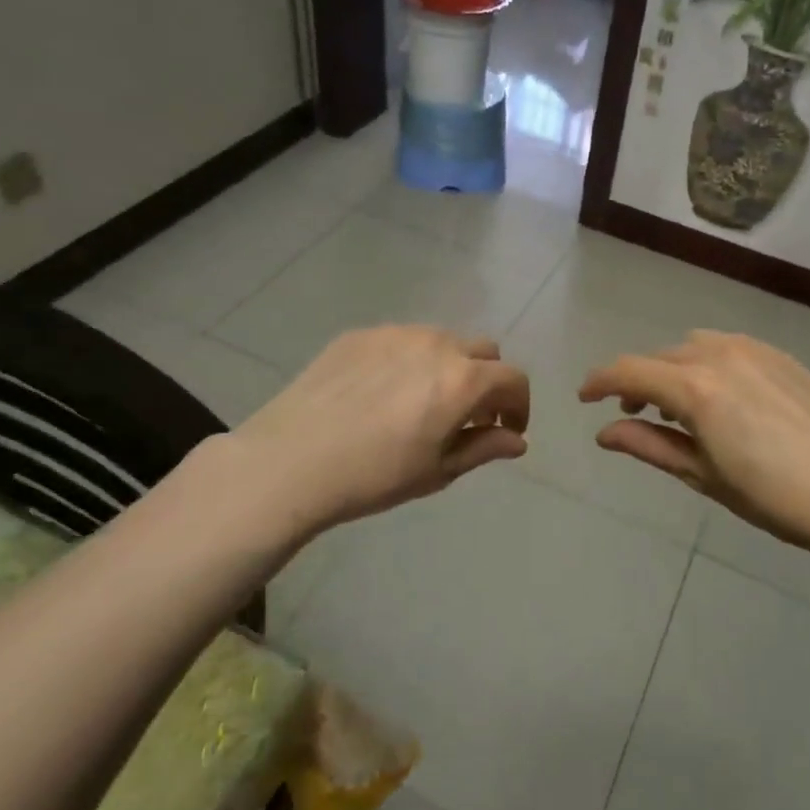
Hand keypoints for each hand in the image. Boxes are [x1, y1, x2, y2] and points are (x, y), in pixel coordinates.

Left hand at [230, 326, 529, 538]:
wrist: (289, 461)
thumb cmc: (374, 476)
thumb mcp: (437, 471)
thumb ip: (484, 448)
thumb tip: (517, 441)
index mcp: (463, 380)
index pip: (513, 379)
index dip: (519, 406)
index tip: (507, 431)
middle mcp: (437, 344)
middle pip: (484, 351)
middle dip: (487, 381)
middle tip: (467, 416)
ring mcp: (396, 333)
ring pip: (442, 340)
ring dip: (449, 366)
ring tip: (422, 402)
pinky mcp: (360, 334)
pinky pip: (401, 340)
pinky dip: (409, 361)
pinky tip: (381, 393)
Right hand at [579, 330, 809, 556]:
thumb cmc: (774, 495)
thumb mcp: (703, 475)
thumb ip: (650, 446)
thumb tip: (604, 433)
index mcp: (696, 387)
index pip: (630, 372)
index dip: (600, 382)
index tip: (584, 398)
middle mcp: (720, 354)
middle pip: (661, 357)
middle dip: (638, 381)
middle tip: (635, 414)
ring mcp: (755, 350)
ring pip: (694, 347)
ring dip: (674, 369)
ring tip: (680, 405)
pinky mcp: (781, 356)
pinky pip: (728, 346)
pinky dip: (708, 363)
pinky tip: (722, 396)